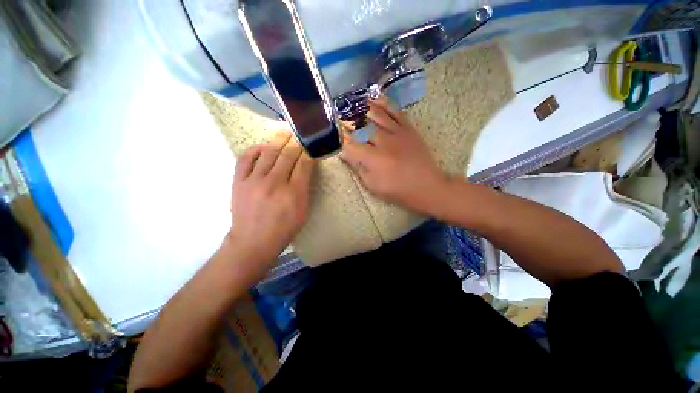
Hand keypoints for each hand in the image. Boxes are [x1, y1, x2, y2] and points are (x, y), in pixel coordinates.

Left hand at [228, 132, 314, 263]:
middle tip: (299, 134)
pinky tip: (263, 147)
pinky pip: (246, 158)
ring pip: (268, 153)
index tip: (311, 146)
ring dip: (278, 140)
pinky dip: (255, 149)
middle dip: (296, 142)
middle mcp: (275, 183)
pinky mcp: (239, 181)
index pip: (304, 164)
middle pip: (287, 155)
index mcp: (294, 193)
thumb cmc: (283, 229)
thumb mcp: (303, 212)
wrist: (253, 241)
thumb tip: (305, 170)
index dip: (308, 153)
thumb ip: (305, 189)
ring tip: (284, 133)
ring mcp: (254, 180)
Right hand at [340, 97, 449, 214]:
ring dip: (363, 108)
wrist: (427, 186)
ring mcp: (397, 133)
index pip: (351, 144)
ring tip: (353, 102)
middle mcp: (384, 142)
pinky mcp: (408, 129)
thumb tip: (345, 154)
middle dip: (348, 120)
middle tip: (339, 115)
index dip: (341, 139)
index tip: (335, 136)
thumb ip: (358, 168)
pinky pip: (395, 112)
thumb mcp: (373, 186)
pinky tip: (376, 98)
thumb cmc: (397, 190)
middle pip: (362, 126)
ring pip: (377, 114)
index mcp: (374, 158)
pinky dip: (384, 103)